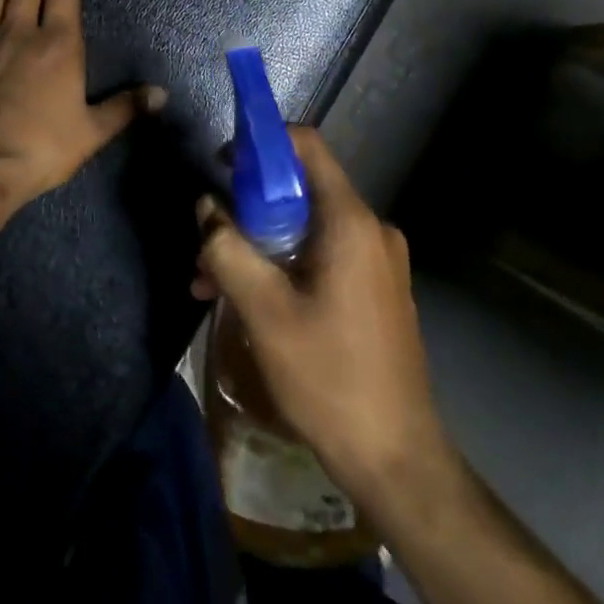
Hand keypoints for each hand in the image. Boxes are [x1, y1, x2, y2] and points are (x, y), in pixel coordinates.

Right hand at [194, 128, 448, 498]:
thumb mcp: (264, 311)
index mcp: (351, 221)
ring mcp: (378, 260)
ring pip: (308, 227)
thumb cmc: (330, 378)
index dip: (262, 144)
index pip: (307, 146)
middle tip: (208, 240)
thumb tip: (205, 207)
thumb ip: (228, 250)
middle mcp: (371, 229)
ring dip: (259, 245)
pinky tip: (251, 302)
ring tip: (212, 282)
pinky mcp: (376, 289)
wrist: (398, 460)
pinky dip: (285, 265)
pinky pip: (323, 256)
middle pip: (302, 189)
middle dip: (248, 208)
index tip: (222, 164)